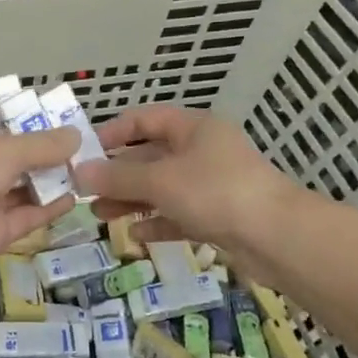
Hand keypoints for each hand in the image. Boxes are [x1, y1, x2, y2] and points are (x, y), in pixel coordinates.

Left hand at [0, 104, 77, 288]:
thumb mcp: (4, 151)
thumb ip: (42, 145)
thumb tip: (76, 135)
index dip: (18, 113)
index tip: (53, 112)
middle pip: (10, 152)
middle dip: (42, 149)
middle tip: (80, 143)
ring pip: (19, 185)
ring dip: (49, 178)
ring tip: (85, 168)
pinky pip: (24, 215)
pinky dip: (47, 208)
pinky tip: (74, 198)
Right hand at [75, 105, 305, 278]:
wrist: (279, 238)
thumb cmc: (216, 192)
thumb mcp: (160, 181)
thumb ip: (118, 178)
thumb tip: (78, 173)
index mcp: (193, 128)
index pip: (144, 119)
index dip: (112, 132)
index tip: (84, 152)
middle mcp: (202, 151)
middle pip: (150, 156)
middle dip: (117, 174)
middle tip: (84, 191)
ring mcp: (212, 185)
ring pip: (162, 188)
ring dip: (131, 200)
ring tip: (99, 215)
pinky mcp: (218, 217)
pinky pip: (178, 215)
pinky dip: (156, 223)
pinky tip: (133, 237)